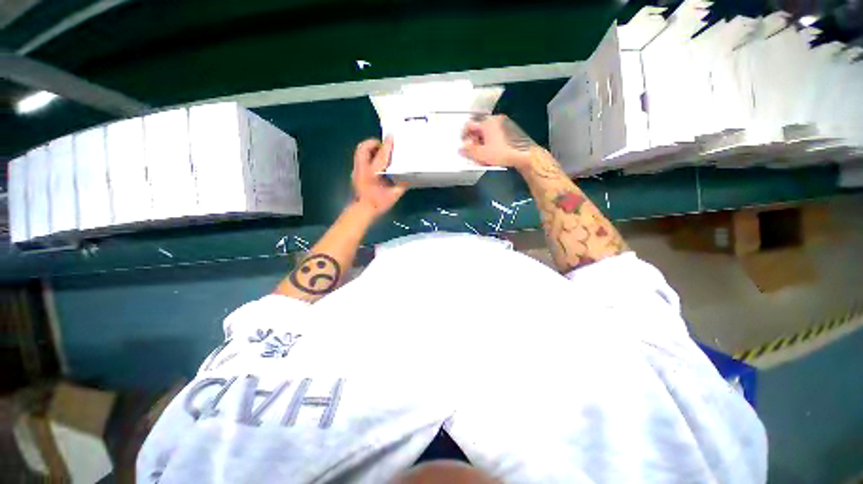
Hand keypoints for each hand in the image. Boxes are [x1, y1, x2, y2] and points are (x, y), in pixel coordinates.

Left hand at [351, 137, 407, 217]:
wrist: (361, 211)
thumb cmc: (377, 204)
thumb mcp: (393, 196)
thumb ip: (401, 186)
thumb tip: (409, 179)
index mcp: (373, 173)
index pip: (381, 155)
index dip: (387, 145)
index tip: (391, 137)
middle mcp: (363, 169)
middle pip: (363, 148)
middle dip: (373, 143)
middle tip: (383, 145)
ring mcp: (357, 170)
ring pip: (360, 152)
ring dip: (369, 149)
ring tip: (380, 153)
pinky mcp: (355, 174)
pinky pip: (360, 159)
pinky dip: (368, 157)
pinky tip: (376, 165)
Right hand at [460, 115, 537, 170]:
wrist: (526, 155)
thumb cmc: (504, 153)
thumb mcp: (482, 154)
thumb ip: (469, 150)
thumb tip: (461, 148)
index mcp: (487, 122)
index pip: (470, 125)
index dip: (464, 135)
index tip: (463, 144)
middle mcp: (496, 120)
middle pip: (479, 128)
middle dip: (474, 139)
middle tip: (472, 151)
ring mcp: (505, 124)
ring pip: (488, 132)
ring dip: (482, 141)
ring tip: (482, 153)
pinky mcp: (512, 130)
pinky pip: (497, 134)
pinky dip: (492, 141)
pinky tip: (493, 152)